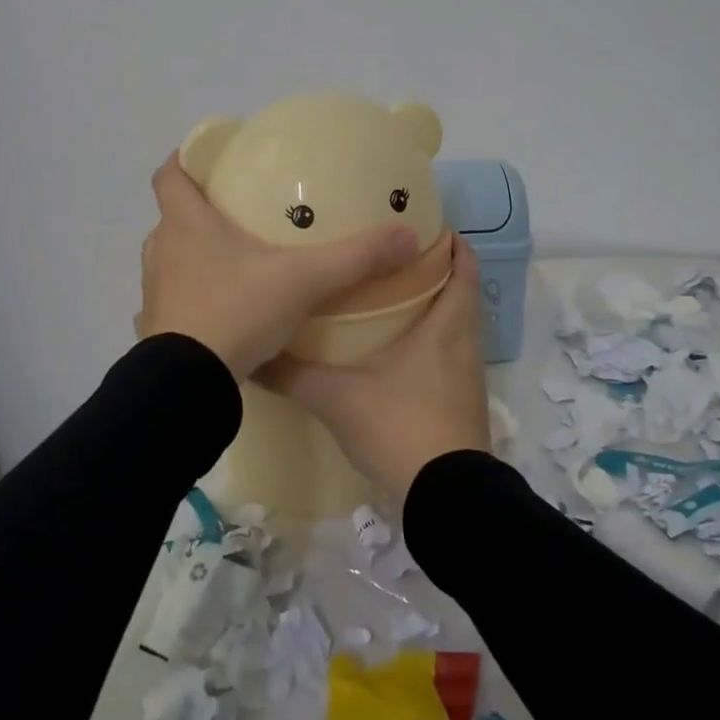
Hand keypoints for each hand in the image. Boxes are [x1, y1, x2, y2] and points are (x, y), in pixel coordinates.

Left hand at [136, 153, 420, 379]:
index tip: (207, 155)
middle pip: (173, 216)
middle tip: (239, 209)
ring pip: (171, 257)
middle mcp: (162, 251)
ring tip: (235, 258)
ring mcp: (154, 291)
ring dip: (194, 253)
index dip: (185, 158)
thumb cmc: (237, 312)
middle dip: (200, 209)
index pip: (170, 175)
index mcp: (186, 225)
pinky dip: (194, 292)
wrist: (189, 383)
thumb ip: (355, 258)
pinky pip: (174, 296)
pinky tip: (225, 306)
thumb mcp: (303, 281)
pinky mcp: (156, 326)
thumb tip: (407, 237)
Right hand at [259, 236, 490, 502]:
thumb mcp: (338, 397)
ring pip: (456, 327)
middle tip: (393, 257)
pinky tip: (396, 352)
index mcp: (447, 327)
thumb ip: (294, 374)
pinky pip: (450, 356)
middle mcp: (465, 345)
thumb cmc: (400, 426)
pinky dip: (431, 341)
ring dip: (434, 308)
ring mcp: (467, 377)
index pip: (464, 268)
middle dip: (435, 271)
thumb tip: (252, 355)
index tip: (425, 224)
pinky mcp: (462, 403)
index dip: (452, 243)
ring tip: (390, 296)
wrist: (445, 495)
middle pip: (461, 294)